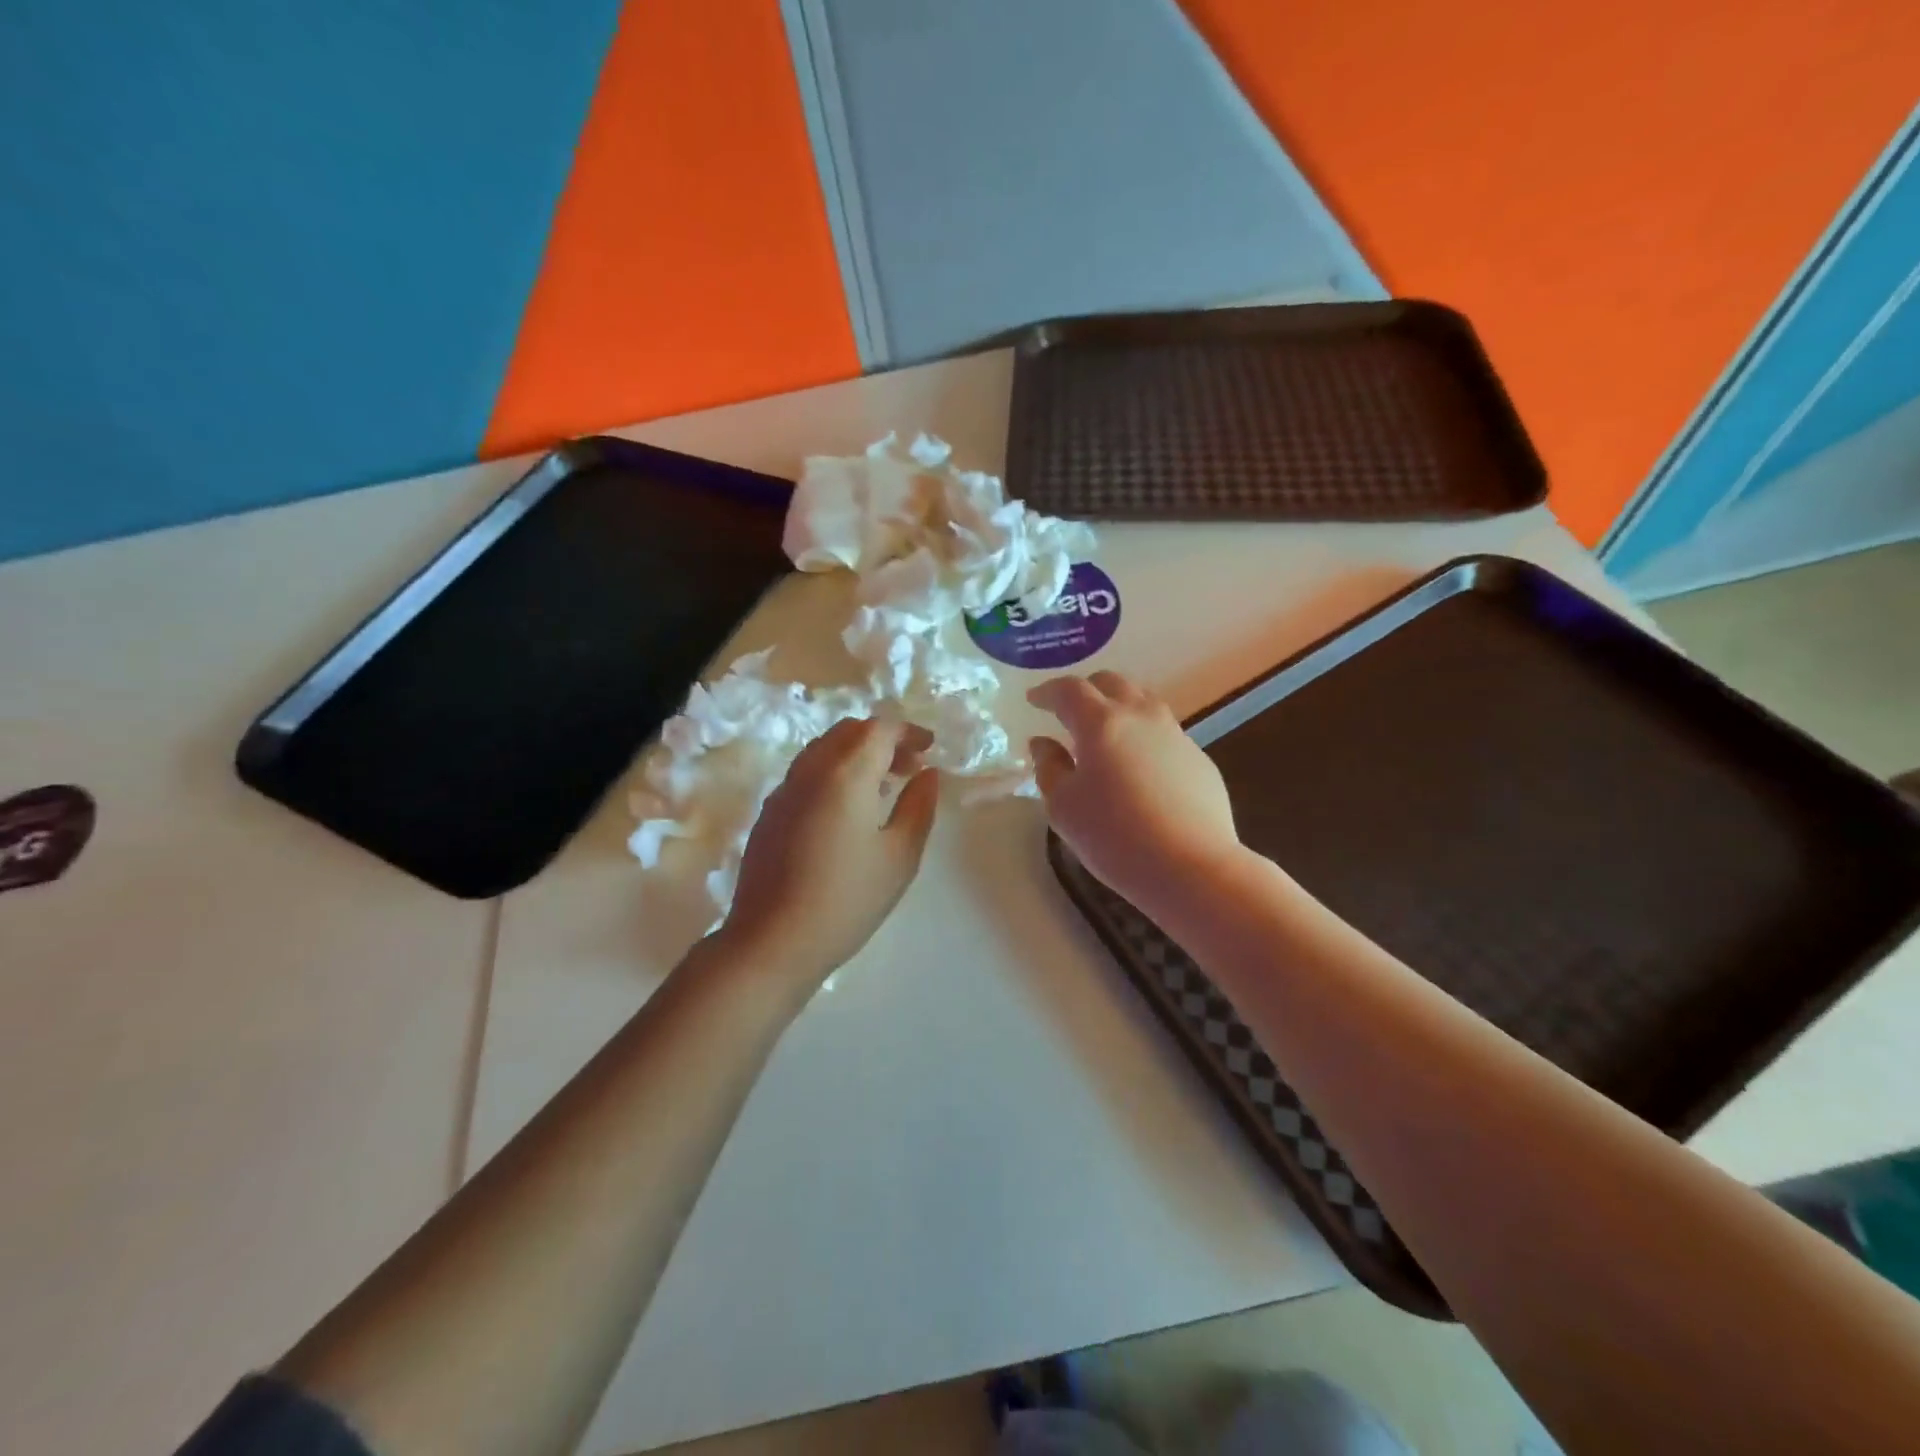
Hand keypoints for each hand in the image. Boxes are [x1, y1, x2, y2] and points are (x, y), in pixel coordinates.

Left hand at [722, 718, 939, 991]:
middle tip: (908, 767)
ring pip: (822, 749)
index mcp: (845, 774)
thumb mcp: (900, 857)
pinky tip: (846, 811)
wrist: (772, 941)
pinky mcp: (769, 813)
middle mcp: (810, 771)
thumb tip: (927, 774)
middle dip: (881, 740)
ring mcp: (783, 790)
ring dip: (855, 754)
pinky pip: (805, 773)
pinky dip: (832, 772)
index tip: (929, 749)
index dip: (907, 732)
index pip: (879, 729)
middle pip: (847, 732)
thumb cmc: (847, 900)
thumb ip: (919, 807)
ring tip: (880, 788)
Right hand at [1029, 672, 1242, 909]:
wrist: (1192, 867)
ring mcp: (1176, 735)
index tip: (1034, 700)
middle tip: (1069, 709)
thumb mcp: (1064, 807)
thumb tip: (1043, 743)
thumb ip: (1049, 768)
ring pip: (1143, 702)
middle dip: (1086, 690)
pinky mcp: (1199, 759)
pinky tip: (1138, 766)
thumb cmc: (1115, 837)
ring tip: (1105, 731)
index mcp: (1101, 724)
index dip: (1047, 691)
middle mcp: (1141, 717)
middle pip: (1112, 684)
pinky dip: (1142, 736)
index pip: (1069, 691)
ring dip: (1118, 706)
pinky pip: (1164, 733)